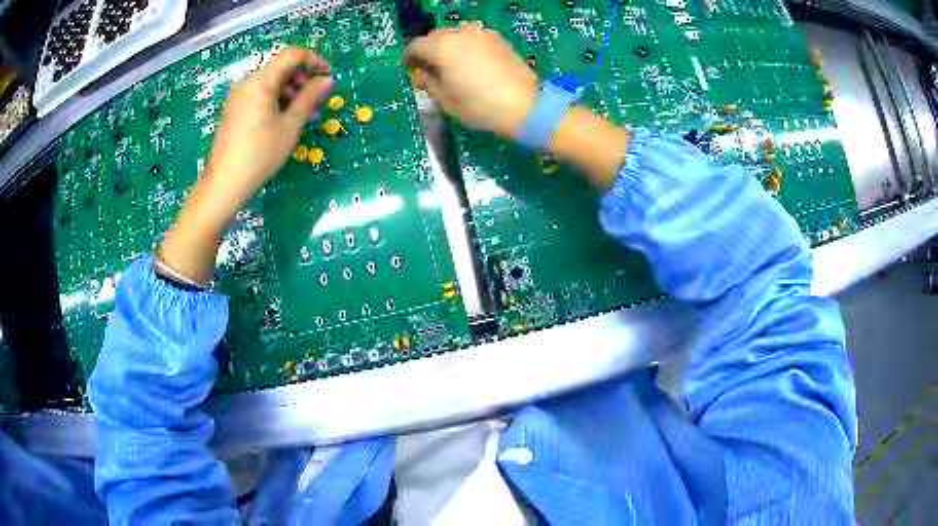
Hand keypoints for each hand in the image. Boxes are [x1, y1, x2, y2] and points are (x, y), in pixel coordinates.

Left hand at [205, 47, 333, 204]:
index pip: (292, 55)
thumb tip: (327, 80)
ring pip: (272, 84)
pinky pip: (261, 97)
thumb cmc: (260, 154)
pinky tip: (288, 121)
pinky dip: (278, 102)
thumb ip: (309, 98)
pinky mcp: (236, 111)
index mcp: (261, 81)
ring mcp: (239, 97)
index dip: (314, 60)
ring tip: (307, 116)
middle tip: (318, 102)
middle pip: (282, 69)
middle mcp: (248, 83)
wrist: (225, 183)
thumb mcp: (290, 126)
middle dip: (303, 80)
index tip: (328, 76)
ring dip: (293, 94)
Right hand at [401, 24, 539, 138]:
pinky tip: (469, 63)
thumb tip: (422, 75)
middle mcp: (461, 33)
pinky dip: (466, 47)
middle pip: (435, 36)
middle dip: (428, 50)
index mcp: (442, 47)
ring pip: (456, 35)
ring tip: (450, 65)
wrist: (525, 106)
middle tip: (427, 68)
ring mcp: (482, 34)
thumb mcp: (447, 100)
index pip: (416, 46)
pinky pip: (474, 38)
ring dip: (448, 46)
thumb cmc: (480, 107)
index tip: (407, 68)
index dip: (408, 57)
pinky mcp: (499, 39)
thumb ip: (429, 83)